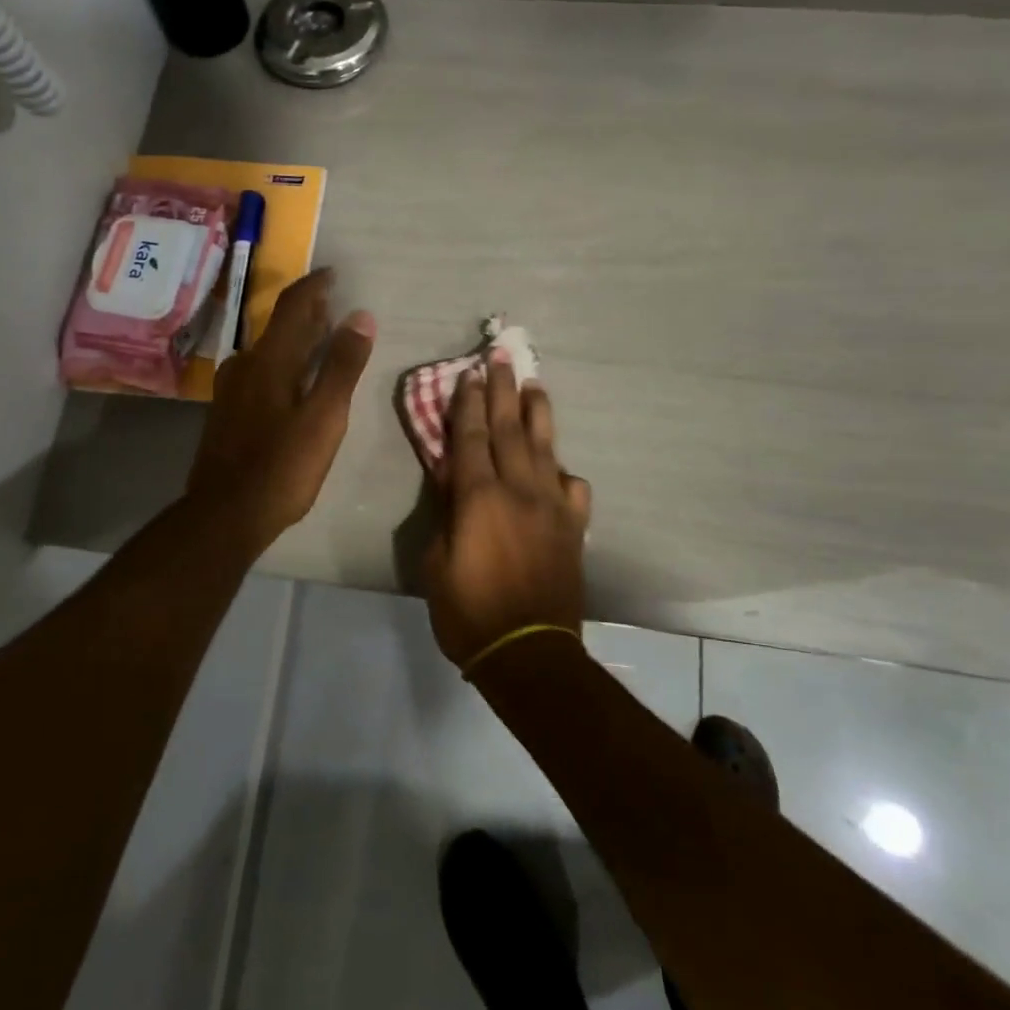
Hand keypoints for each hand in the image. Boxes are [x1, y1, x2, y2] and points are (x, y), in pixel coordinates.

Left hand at [187, 269, 375, 553]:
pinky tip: (293, 379)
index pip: (292, 305)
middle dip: (307, 311)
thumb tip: (361, 316)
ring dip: (294, 337)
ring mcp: (231, 388)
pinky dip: (281, 361)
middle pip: (278, 325)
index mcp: (269, 360)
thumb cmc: (283, 466)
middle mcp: (245, 364)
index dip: (315, 285)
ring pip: (267, 349)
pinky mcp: (227, 410)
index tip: (335, 274)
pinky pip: (258, 370)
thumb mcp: (324, 417)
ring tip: (320, 339)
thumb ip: (343, 366)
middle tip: (335, 306)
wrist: (225, 514)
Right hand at [421, 350, 591, 669]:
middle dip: (503, 391)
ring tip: (534, 385)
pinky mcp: (573, 526)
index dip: (466, 403)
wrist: (528, 652)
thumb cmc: (468, 611)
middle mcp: (518, 489)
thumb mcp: (435, 562)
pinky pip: (572, 488)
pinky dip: (564, 472)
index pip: (469, 437)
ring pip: (545, 447)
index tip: (467, 374)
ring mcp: (551, 505)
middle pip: (509, 428)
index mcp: (478, 497)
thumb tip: (451, 478)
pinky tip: (559, 467)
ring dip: (537, 413)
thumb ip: (445, 513)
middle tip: (502, 357)